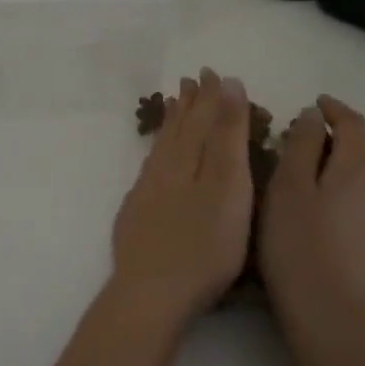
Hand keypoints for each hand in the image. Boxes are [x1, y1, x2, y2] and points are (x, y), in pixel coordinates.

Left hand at [110, 68, 254, 328]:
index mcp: (189, 159)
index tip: (212, 73)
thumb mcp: (227, 186)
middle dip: (188, 105)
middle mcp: (164, 169)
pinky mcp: (137, 216)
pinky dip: (157, 154)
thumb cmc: (203, 245)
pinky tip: (157, 159)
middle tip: (191, 81)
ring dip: (171, 124)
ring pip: (161, 148)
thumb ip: (227, 136)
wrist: (151, 292)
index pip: (202, 118)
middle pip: (178, 129)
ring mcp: (146, 193)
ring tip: (174, 106)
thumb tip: (227, 86)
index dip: (210, 97)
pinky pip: (149, 169)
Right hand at [259, 95, 364, 346]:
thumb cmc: (300, 248)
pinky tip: (337, 208)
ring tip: (322, 170)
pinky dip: (356, 190)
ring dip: (350, 163)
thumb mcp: (287, 189)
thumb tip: (313, 116)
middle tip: (308, 138)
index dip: (334, 109)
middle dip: (341, 135)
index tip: (314, 104)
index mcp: (356, 166)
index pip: (352, 123)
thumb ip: (301, 146)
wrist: (338, 320)